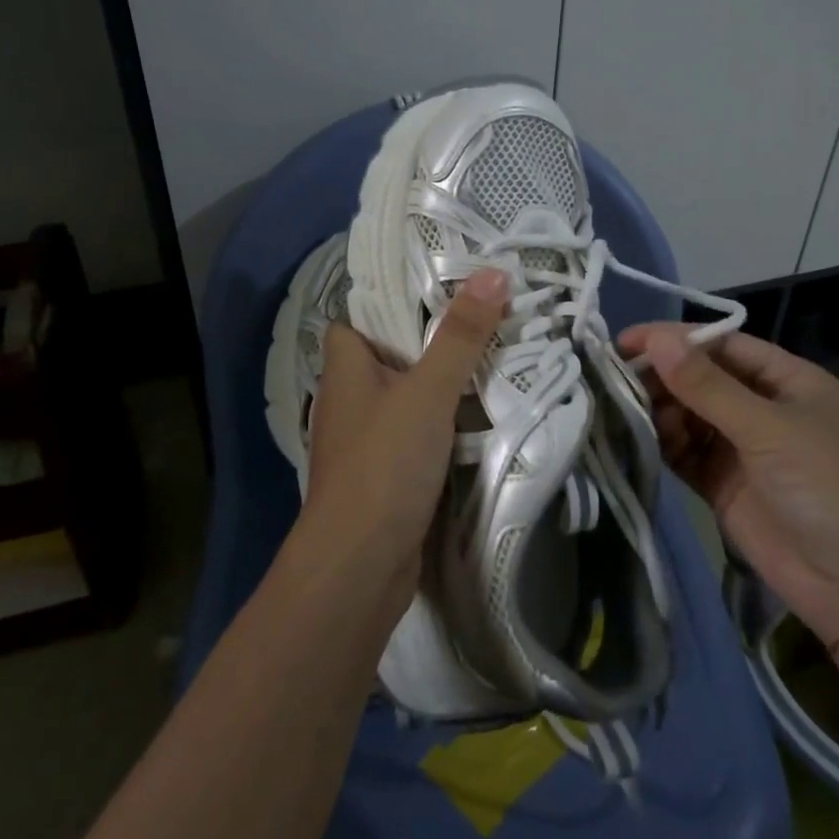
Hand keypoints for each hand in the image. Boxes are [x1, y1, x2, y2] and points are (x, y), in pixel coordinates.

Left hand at [303, 269, 509, 600]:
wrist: (360, 566)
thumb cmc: (384, 463)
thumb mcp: (428, 390)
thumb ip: (460, 335)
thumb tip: (494, 272)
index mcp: (344, 365)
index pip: (361, 314)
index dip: (395, 297)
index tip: (443, 281)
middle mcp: (349, 395)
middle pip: (392, 351)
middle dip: (435, 336)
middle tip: (485, 313)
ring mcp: (366, 436)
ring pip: (408, 392)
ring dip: (443, 379)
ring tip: (494, 351)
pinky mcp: (386, 470)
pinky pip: (417, 429)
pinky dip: (443, 419)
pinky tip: (480, 409)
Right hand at [619, 324, 838, 643]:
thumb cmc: (830, 485)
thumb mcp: (770, 427)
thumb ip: (707, 386)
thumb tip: (655, 339)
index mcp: (786, 380)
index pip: (721, 345)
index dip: (675, 339)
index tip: (626, 340)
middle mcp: (761, 408)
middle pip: (700, 379)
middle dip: (662, 376)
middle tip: (616, 379)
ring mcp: (742, 449)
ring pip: (688, 415)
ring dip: (659, 410)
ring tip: (628, 411)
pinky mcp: (724, 486)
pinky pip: (685, 453)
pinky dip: (663, 444)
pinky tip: (641, 439)